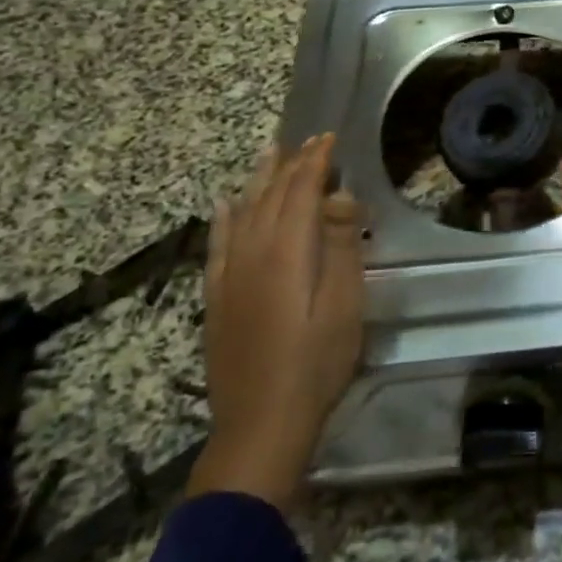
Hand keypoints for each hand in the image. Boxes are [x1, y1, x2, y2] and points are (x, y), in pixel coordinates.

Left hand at [186, 134, 363, 512]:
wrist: (261, 424)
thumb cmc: (316, 362)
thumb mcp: (345, 303)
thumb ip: (342, 244)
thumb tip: (337, 194)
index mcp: (288, 251)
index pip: (301, 190)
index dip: (315, 161)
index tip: (330, 137)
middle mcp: (253, 253)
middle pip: (270, 195)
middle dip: (291, 164)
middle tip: (309, 141)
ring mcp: (229, 275)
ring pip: (242, 212)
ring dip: (258, 180)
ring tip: (270, 154)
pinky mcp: (216, 297)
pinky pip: (217, 244)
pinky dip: (223, 218)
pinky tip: (224, 205)